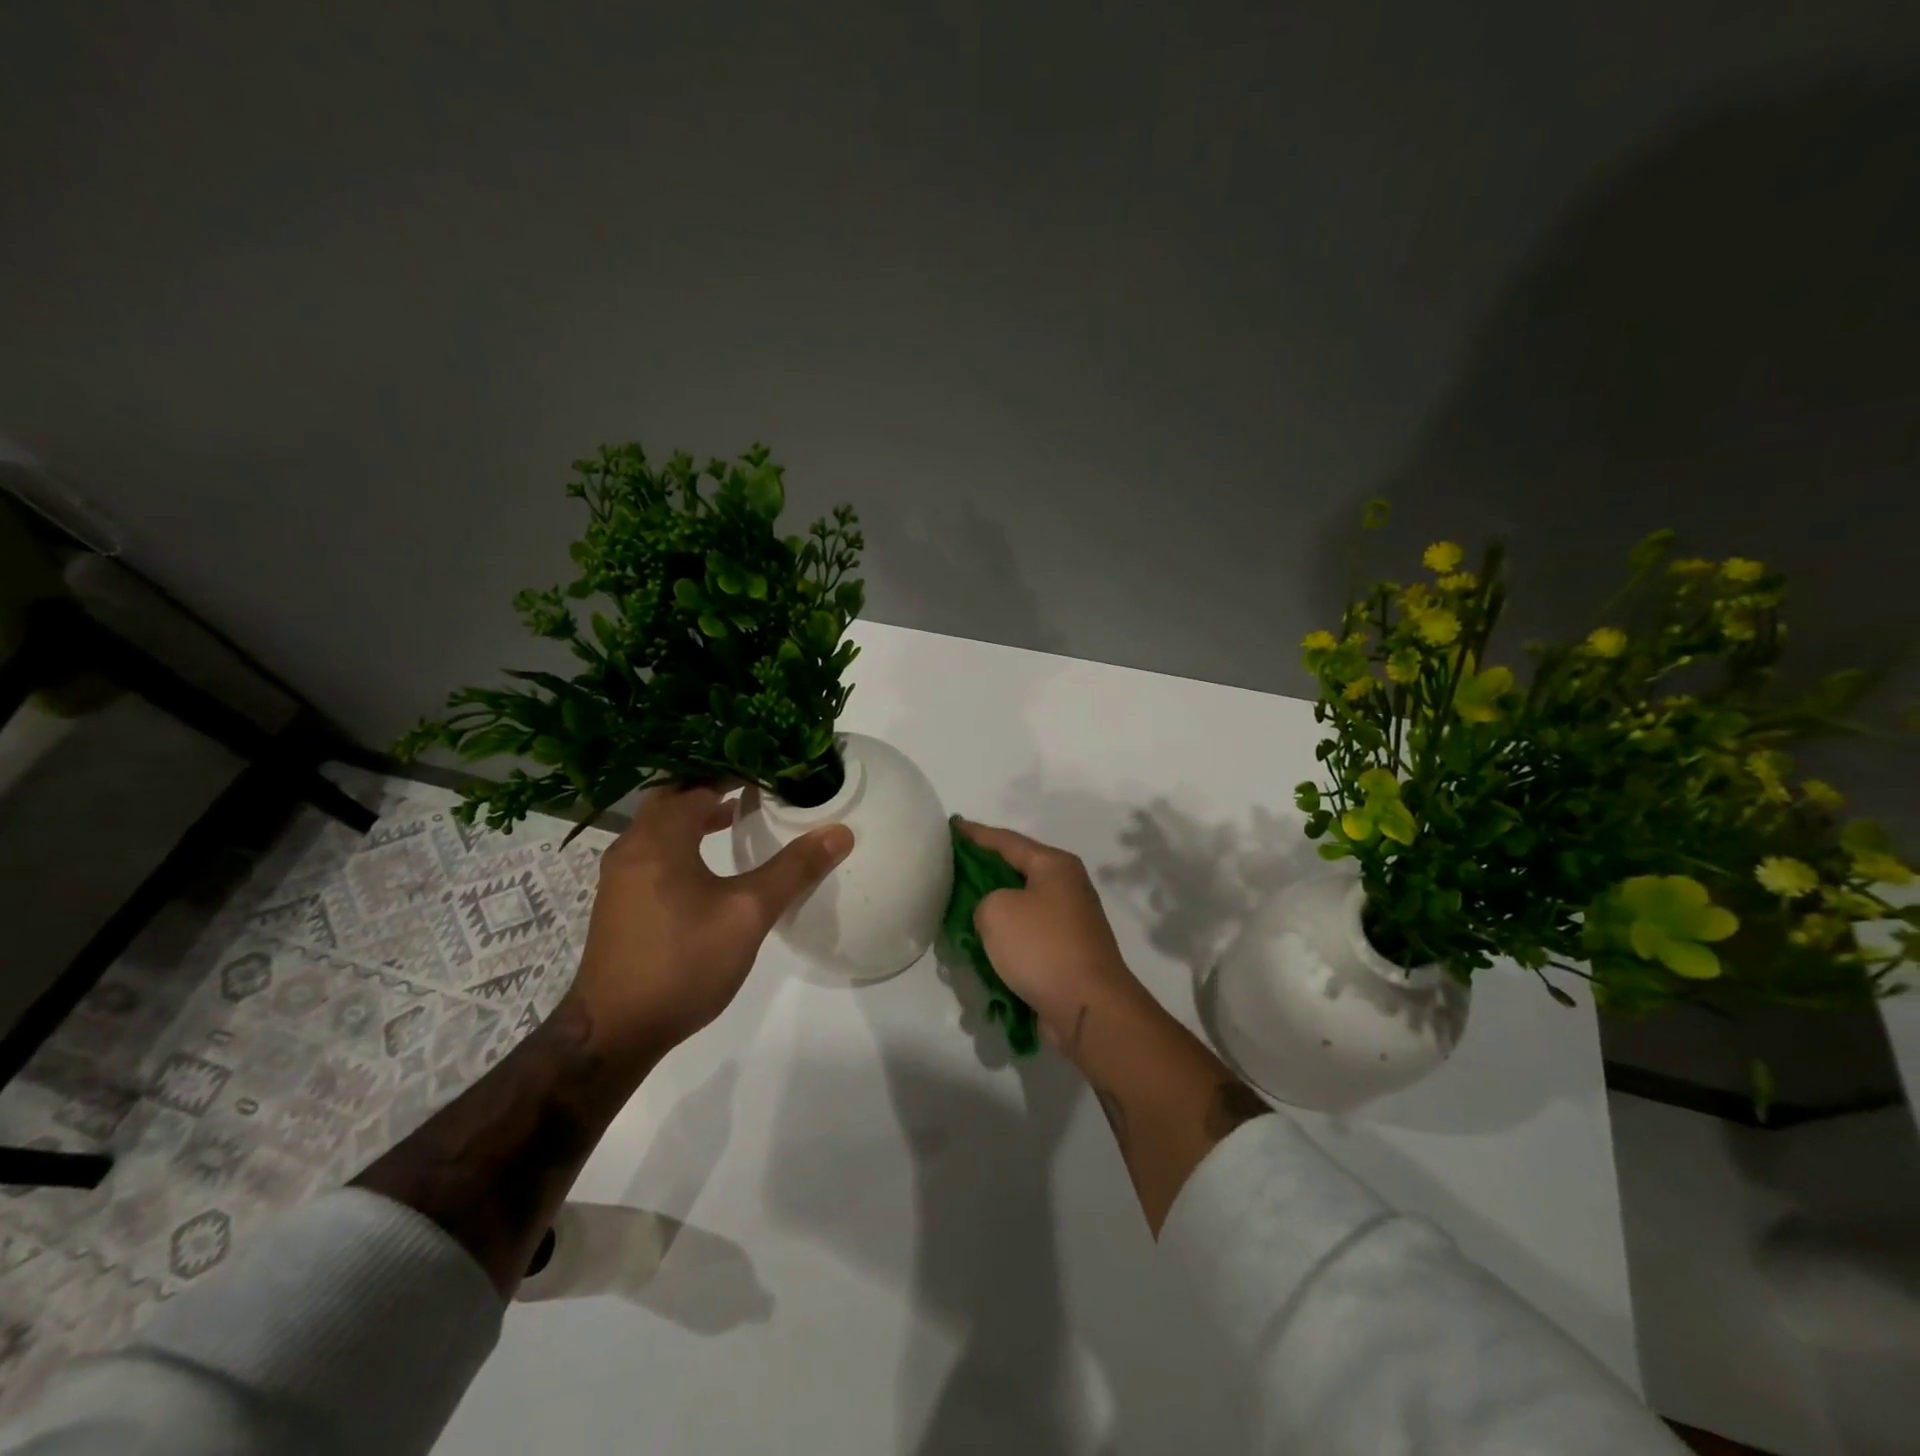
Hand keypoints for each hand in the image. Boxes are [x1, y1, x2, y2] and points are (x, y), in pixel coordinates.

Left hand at [567, 784, 852, 1059]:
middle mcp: (632, 847)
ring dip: (694, 814)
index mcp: (659, 839)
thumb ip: (794, 869)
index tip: (769, 766)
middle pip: (672, 798)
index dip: (734, 771)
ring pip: (660, 826)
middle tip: (753, 783)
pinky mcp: (619, 901)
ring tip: (735, 815)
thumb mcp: (748, 913)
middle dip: (710, 786)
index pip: (697, 784)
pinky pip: (653, 850)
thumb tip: (839, 832)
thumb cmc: (683, 962)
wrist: (614, 1031)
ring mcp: (620, 876)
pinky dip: (682, 840)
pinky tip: (707, 863)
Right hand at [956, 818, 1148, 1054]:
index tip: (950, 826)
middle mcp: (1066, 887)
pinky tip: (979, 949)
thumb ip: (982, 900)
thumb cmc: (1042, 947)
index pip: (1006, 840)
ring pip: (1019, 907)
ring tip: (956, 912)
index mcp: (1054, 865)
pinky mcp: (1066, 954)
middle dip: (981, 872)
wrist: (1088, 1008)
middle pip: (1014, 871)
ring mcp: (1069, 922)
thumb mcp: (996, 910)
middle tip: (947, 870)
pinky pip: (1026, 938)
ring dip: (991, 912)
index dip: (975, 833)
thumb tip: (994, 914)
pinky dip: (1004, 941)